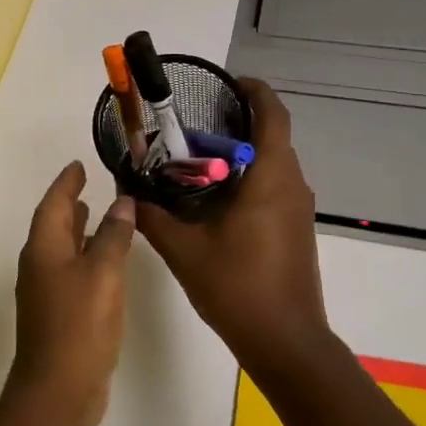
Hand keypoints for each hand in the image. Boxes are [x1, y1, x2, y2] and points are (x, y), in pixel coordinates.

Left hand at [10, 161, 136, 425]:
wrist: (58, 390)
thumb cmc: (79, 326)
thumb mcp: (103, 274)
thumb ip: (114, 236)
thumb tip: (122, 202)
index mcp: (44, 249)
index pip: (53, 204)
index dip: (67, 183)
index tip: (79, 165)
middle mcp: (39, 266)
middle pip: (53, 225)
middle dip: (70, 203)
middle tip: (90, 185)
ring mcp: (46, 292)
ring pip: (61, 249)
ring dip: (77, 230)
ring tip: (98, 214)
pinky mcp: (58, 314)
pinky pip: (70, 271)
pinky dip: (85, 256)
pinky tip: (105, 262)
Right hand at [136, 79, 330, 374]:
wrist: (285, 341)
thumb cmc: (238, 288)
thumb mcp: (184, 250)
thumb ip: (152, 216)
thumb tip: (126, 190)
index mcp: (271, 179)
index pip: (273, 115)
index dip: (254, 91)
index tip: (226, 84)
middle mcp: (292, 185)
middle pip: (272, 136)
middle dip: (237, 123)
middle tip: (194, 127)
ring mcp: (298, 209)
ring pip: (273, 164)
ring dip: (242, 154)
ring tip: (197, 160)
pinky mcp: (296, 229)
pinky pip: (275, 187)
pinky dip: (249, 179)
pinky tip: (215, 198)